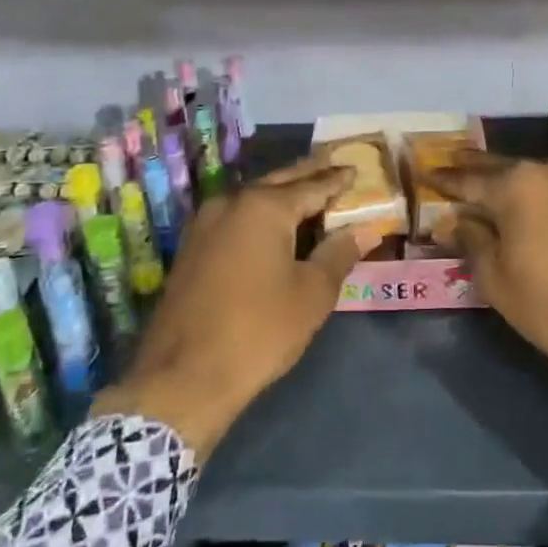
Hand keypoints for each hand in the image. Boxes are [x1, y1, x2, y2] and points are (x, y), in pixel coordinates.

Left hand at [91, 153, 364, 458]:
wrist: (182, 378)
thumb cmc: (259, 331)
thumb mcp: (312, 294)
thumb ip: (339, 253)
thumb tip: (365, 229)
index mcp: (264, 207)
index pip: (312, 185)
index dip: (337, 180)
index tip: (355, 170)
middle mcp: (231, 203)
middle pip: (279, 182)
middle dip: (308, 175)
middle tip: (334, 168)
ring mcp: (205, 224)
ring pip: (253, 199)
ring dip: (282, 194)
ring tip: (310, 194)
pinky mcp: (192, 248)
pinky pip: (236, 218)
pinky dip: (260, 215)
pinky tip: (274, 227)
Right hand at [432, 152, 547, 418]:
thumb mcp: (495, 277)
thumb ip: (470, 238)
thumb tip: (451, 220)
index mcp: (518, 184)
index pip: (470, 179)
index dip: (445, 180)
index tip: (425, 174)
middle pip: (503, 168)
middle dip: (475, 172)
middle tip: (451, 169)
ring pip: (534, 174)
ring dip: (510, 181)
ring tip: (487, 188)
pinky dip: (540, 190)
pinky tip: (527, 202)